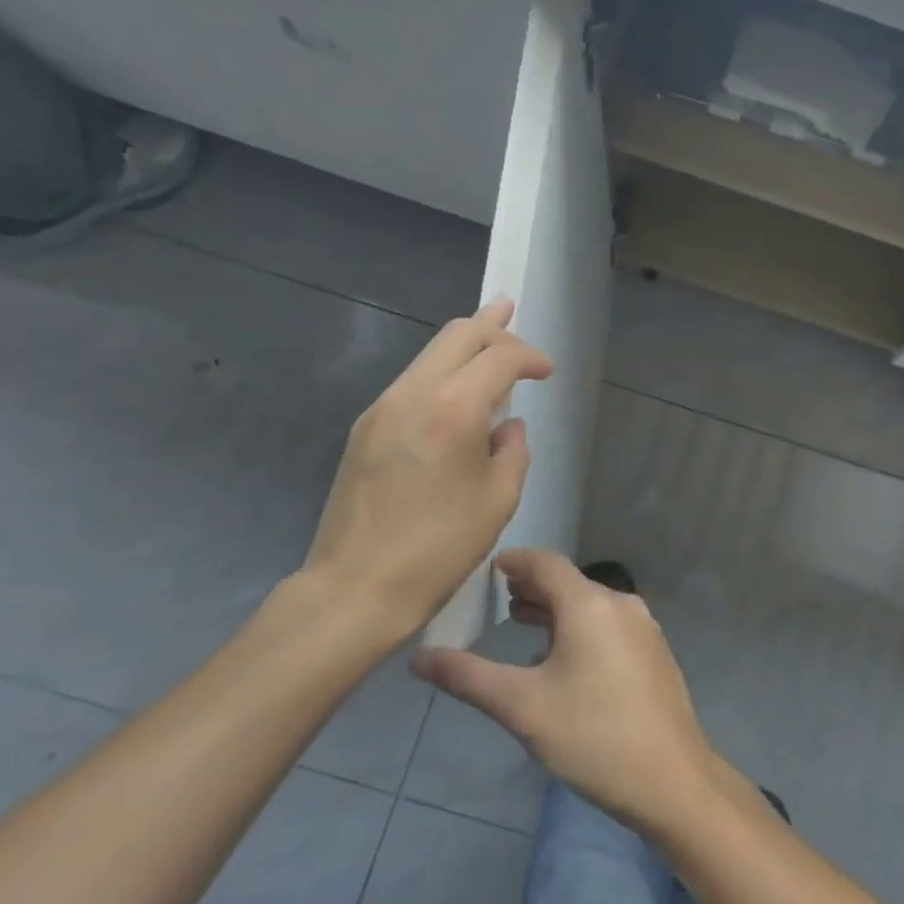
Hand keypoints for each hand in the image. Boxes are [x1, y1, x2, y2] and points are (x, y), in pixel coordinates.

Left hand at [296, 299, 552, 652]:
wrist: (356, 586)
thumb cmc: (440, 548)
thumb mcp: (498, 500)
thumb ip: (513, 450)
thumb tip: (507, 425)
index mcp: (453, 408)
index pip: (499, 358)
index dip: (530, 356)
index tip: (547, 371)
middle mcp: (413, 393)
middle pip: (457, 336)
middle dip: (492, 325)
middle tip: (514, 316)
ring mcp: (382, 408)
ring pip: (429, 354)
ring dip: (463, 344)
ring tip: (489, 336)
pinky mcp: (366, 428)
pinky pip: (412, 381)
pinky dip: (441, 372)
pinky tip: (456, 389)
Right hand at [410, 549, 722, 833]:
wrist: (671, 779)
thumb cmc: (592, 737)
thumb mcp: (522, 707)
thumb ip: (468, 676)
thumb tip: (419, 657)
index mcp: (590, 605)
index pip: (547, 564)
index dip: (517, 562)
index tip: (491, 567)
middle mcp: (621, 604)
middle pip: (570, 584)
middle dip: (534, 588)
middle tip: (500, 598)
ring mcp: (644, 629)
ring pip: (591, 606)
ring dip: (557, 610)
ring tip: (524, 622)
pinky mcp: (654, 653)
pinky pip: (609, 625)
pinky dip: (581, 628)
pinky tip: (563, 657)